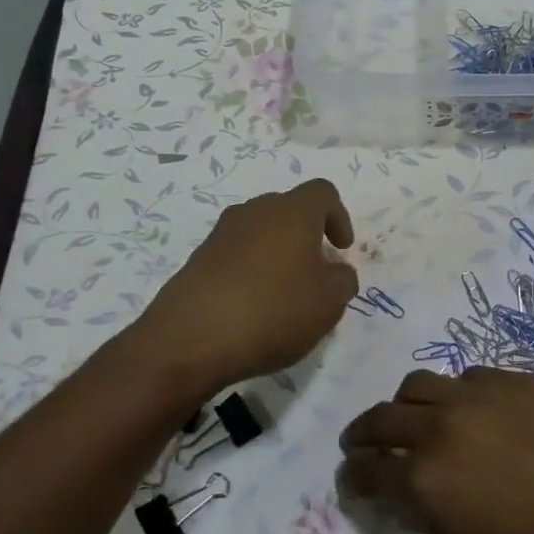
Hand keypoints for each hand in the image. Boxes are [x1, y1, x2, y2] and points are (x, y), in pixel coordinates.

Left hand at [114, 179, 357, 401]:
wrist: (191, 339)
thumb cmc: (274, 310)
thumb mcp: (329, 301)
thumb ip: (343, 280)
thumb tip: (335, 271)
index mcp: (292, 212)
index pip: (323, 193)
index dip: (339, 216)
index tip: (341, 250)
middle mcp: (254, 212)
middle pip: (288, 209)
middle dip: (306, 235)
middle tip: (316, 271)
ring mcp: (220, 235)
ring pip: (259, 232)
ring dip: (277, 254)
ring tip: (285, 293)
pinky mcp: (197, 261)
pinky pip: (235, 256)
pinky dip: (250, 273)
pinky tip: (253, 308)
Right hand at [338, 368, 533, 533]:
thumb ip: (433, 520)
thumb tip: (410, 498)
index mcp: (427, 479)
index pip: (371, 472)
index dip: (354, 476)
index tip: (351, 477)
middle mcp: (441, 426)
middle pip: (383, 418)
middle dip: (363, 433)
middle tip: (359, 442)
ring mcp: (477, 394)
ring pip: (420, 383)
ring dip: (405, 403)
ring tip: (411, 416)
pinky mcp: (511, 377)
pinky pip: (468, 375)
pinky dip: (456, 392)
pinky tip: (471, 408)